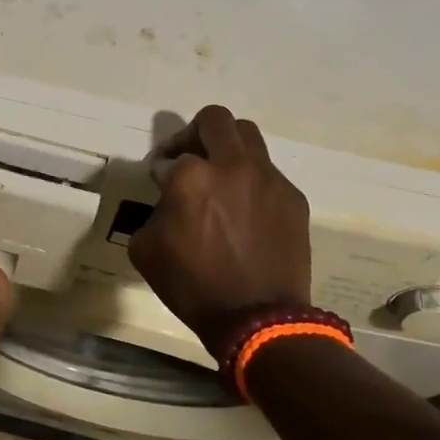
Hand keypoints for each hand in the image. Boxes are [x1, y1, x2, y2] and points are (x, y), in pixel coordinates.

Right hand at [127, 105, 311, 361]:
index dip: (162, 167)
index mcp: (192, 175)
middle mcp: (232, 166)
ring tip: (220, 179)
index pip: (172, 154)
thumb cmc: (193, 286)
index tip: (160, 181)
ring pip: (248, 138)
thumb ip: (154, 211)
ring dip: (228, 149)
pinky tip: (245, 212)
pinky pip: (268, 173)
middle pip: (216, 120)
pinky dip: (251, 181)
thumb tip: (169, 197)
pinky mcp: (292, 198)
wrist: (259, 320)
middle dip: (196, 132)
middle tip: (189, 157)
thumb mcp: (146, 249)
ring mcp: (268, 179)